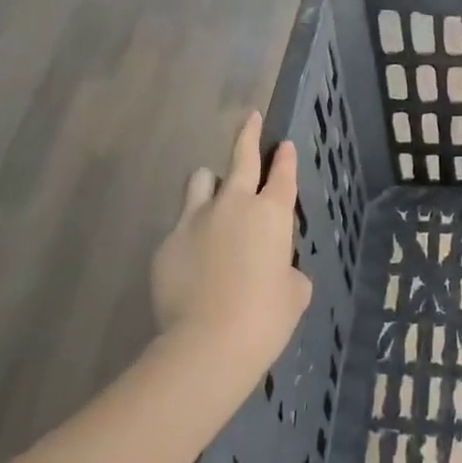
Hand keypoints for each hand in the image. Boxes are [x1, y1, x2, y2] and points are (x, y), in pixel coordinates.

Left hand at [151, 112, 311, 392]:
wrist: (208, 343)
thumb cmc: (265, 317)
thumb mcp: (294, 292)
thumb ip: (288, 270)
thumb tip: (277, 269)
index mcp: (272, 214)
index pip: (283, 175)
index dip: (286, 158)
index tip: (285, 144)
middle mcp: (234, 205)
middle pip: (241, 158)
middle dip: (248, 135)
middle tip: (251, 118)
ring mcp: (195, 220)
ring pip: (201, 180)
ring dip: (211, 183)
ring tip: (213, 198)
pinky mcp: (167, 242)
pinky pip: (181, 225)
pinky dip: (191, 233)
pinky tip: (193, 260)